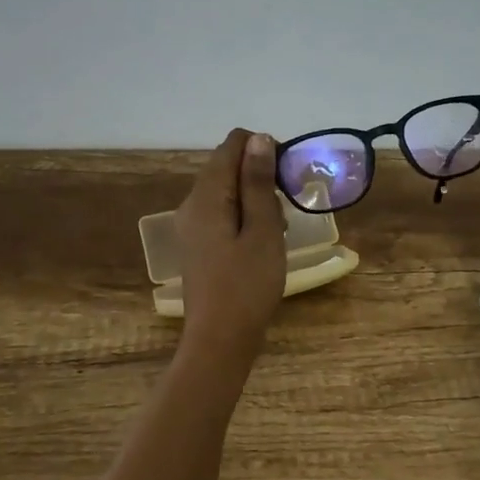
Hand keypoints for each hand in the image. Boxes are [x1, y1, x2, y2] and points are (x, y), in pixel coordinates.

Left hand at [176, 128, 287, 361]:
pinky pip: (223, 214)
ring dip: (256, 199)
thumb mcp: (263, 230)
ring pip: (227, 191)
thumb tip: (259, 139)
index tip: (287, 178)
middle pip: (228, 167)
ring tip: (278, 230)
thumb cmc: (247, 285)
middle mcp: (192, 204)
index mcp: (207, 195)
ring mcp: (192, 226)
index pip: (232, 144)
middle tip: (286, 209)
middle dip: (261, 176)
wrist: (220, 340)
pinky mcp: (199, 244)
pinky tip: (263, 243)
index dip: (264, 150)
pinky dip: (245, 217)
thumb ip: (258, 182)